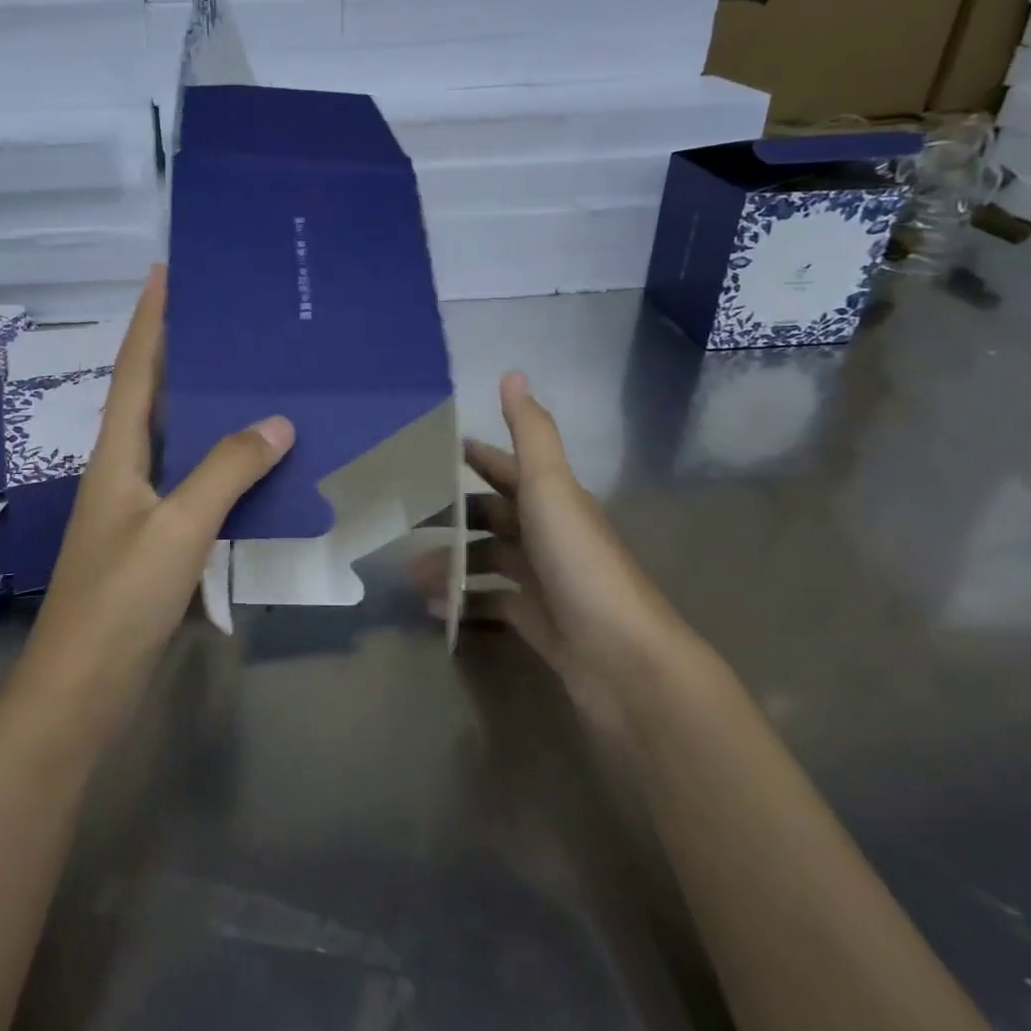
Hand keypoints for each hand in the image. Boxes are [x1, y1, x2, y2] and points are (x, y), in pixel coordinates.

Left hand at [19, 266, 294, 705]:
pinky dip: (220, 462)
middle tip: (226, 318)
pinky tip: (253, 461)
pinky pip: (192, 482)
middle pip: (152, 397)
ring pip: (175, 440)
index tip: (166, 272)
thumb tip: (277, 420)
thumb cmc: (120, 599)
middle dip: (181, 352)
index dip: (150, 319)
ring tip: (248, 375)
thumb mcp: (177, 527)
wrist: (83, 688)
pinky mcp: (154, 541)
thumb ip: (226, 471)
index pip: (135, 370)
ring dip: (204, 407)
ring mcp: (137, 508)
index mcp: (116, 454)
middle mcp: (123, 470)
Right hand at [413, 372, 684, 722]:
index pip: (508, 469)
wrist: (624, 659)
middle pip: (493, 517)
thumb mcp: (551, 488)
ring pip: (489, 561)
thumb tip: (513, 372)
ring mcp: (545, 582)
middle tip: (405, 521)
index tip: (434, 453)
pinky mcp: (540, 623)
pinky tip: (436, 610)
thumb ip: (531, 433)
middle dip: (452, 516)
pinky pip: (493, 604)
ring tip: (411, 575)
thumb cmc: (580, 563)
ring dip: (452, 563)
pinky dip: (465, 602)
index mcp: (553, 501)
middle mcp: (550, 536)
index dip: (477, 458)